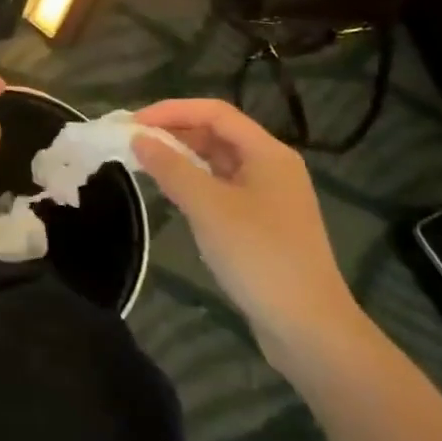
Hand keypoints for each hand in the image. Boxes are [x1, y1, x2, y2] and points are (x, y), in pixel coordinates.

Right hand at [132, 99, 367, 371]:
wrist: (309, 329)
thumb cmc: (259, 256)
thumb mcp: (208, 207)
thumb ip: (170, 168)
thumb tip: (138, 138)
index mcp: (268, 153)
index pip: (214, 111)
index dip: (171, 111)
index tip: (132, 124)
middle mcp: (272, 166)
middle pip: (217, 133)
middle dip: (174, 132)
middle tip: (131, 142)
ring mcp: (269, 196)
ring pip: (218, 162)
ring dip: (182, 158)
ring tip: (144, 164)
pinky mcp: (263, 223)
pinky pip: (222, 187)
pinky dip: (194, 183)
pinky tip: (172, 194)